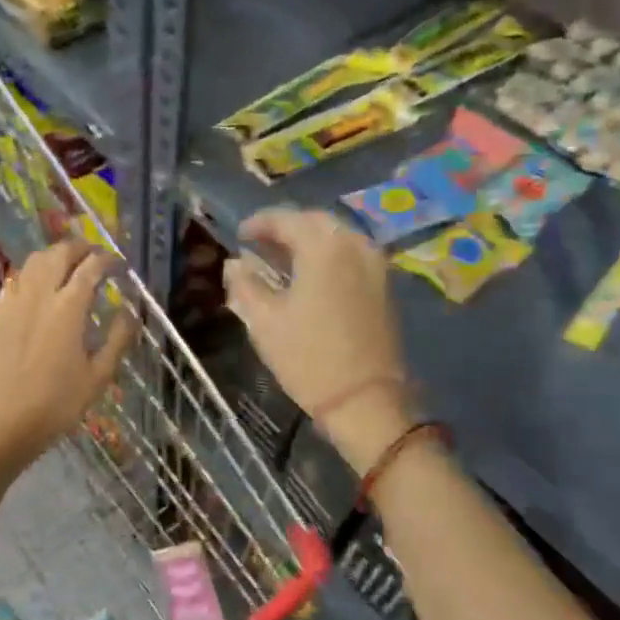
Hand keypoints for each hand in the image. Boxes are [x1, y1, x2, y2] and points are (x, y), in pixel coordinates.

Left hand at [0, 242, 132, 466]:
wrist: (5, 423)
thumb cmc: (58, 403)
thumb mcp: (99, 376)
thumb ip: (118, 338)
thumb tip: (131, 311)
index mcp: (68, 308)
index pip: (91, 268)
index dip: (108, 260)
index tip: (119, 265)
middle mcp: (40, 295)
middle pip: (59, 254)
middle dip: (80, 248)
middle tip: (95, 256)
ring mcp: (14, 302)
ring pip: (34, 261)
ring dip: (54, 255)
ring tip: (68, 264)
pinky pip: (15, 279)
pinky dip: (31, 273)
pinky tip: (38, 285)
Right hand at [224, 208, 413, 471]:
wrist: (365, 400)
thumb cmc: (307, 357)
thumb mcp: (264, 321)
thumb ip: (245, 285)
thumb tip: (235, 264)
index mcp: (323, 247)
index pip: (286, 219)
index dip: (259, 223)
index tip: (239, 235)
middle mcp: (355, 244)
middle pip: (316, 222)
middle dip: (286, 228)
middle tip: (259, 244)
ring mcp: (376, 265)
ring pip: (337, 237)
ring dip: (308, 241)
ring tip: (282, 260)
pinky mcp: (385, 286)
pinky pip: (351, 255)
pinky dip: (328, 256)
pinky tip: (310, 276)